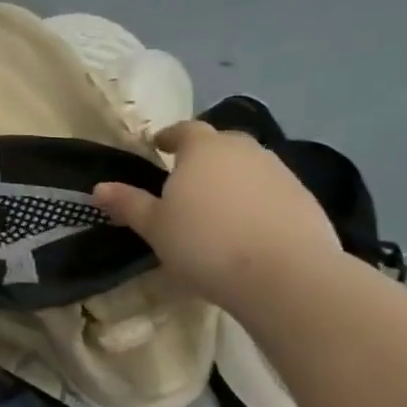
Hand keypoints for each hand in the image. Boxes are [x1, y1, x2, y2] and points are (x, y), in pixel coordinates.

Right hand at [93, 119, 339, 310]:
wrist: (286, 277)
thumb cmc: (205, 244)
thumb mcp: (154, 227)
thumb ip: (129, 203)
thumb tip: (100, 187)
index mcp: (203, 149)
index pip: (185, 129)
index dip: (170, 137)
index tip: (159, 147)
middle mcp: (244, 151)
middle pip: (221, 144)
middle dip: (204, 156)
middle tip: (187, 179)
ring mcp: (281, 174)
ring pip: (250, 167)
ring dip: (233, 179)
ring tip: (218, 208)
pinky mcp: (307, 201)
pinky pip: (272, 192)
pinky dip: (258, 202)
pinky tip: (249, 229)